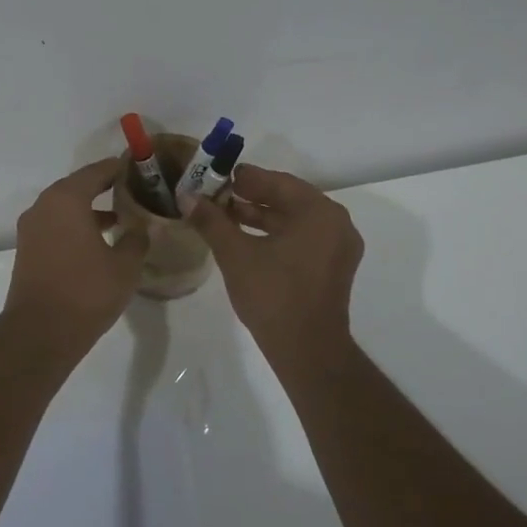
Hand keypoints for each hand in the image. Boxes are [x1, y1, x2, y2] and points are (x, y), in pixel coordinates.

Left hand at [3, 158, 149, 353]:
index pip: (96, 172)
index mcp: (66, 199)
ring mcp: (31, 228)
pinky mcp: (27, 249)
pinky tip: (97, 242)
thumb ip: (136, 240)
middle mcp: (44, 206)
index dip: (118, 168)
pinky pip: (55, 226)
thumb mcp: (124, 266)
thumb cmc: (86, 292)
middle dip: (103, 187)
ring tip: (120, 218)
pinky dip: (75, 226)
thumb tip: (142, 228)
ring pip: (64, 208)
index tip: (137, 168)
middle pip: (77, 186)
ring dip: (89, 209)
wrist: (40, 331)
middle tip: (131, 190)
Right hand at [183, 165, 363, 367]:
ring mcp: (338, 246)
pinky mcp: (333, 266)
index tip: (214, 176)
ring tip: (224, 215)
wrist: (307, 350)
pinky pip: (302, 237)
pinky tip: (245, 238)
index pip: (276, 181)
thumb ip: (212, 221)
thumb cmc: (273, 295)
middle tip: (216, 195)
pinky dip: (275, 233)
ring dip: (260, 215)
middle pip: (287, 198)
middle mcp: (336, 222)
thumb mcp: (235, 254)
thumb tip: (188, 196)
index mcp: (319, 212)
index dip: (242, 178)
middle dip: (250, 196)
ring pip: (294, 219)